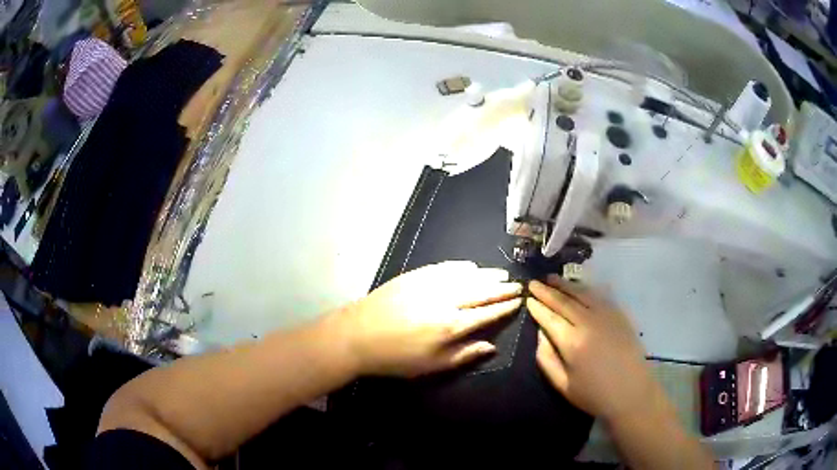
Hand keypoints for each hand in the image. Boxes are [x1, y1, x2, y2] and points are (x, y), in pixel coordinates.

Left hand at [334, 261, 522, 376]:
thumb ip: (465, 355)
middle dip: (502, 288)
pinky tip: (471, 267)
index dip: (505, 307)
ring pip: (467, 276)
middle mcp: (446, 300)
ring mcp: (430, 284)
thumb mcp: (432, 366)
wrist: (357, 335)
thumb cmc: (396, 358)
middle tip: (517, 285)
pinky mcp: (415, 276)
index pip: (487, 313)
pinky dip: (462, 267)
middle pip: (482, 291)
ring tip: (502, 275)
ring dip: (487, 275)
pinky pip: (445, 267)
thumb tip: (493, 346)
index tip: (519, 301)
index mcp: (452, 326)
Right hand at [528, 275, 660, 423]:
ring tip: (552, 278)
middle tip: (534, 283)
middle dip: (547, 291)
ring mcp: (606, 315)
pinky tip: (578, 287)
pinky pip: (599, 295)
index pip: (550, 318)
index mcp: (572, 342)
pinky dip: (585, 288)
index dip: (537, 307)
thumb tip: (540, 334)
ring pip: (582, 293)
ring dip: (565, 284)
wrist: (631, 392)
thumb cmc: (594, 394)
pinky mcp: (619, 314)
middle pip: (564, 301)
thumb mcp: (562, 385)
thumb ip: (546, 359)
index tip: (527, 299)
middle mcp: (588, 322)